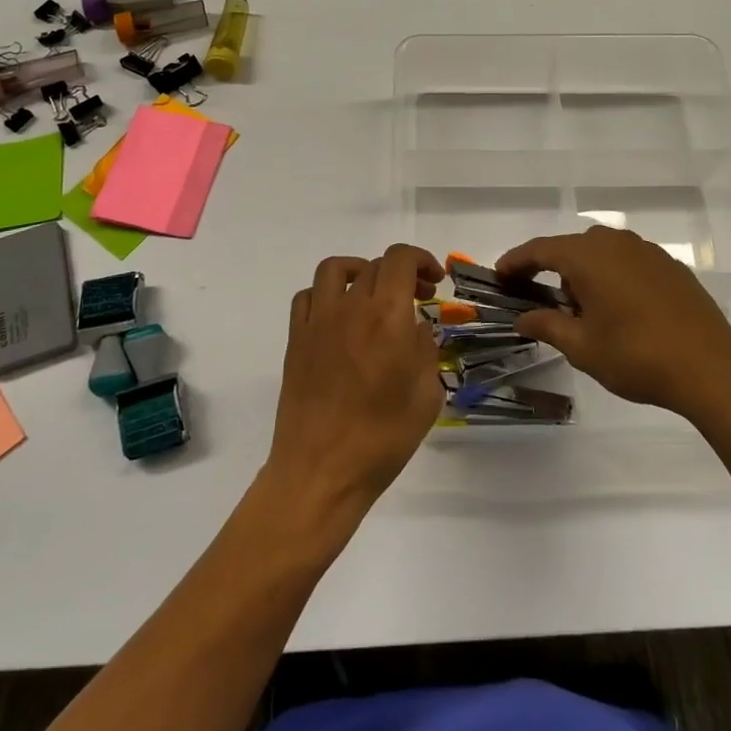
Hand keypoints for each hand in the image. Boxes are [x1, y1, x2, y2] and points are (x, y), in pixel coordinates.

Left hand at [265, 245, 444, 519]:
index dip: (421, 259)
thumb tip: (415, 329)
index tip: (434, 281)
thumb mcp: (426, 397)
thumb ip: (425, 351)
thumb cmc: (382, 439)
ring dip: (359, 272)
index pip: (400, 259)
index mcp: (388, 317)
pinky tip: (339, 317)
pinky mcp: (296, 339)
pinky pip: (307, 296)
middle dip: (401, 274)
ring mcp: (318, 321)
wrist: (321, 471)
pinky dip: (326, 294)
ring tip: (373, 294)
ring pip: (335, 269)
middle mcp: (350, 308)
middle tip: (416, 299)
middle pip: (374, 266)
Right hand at [498, 226, 730, 420]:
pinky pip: (628, 261)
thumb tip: (522, 318)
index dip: (516, 262)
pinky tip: (618, 308)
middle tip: (539, 299)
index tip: (499, 276)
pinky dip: (612, 276)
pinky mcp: (671, 266)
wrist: (711, 368)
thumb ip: (547, 326)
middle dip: (551, 269)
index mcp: (588, 256)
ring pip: (602, 252)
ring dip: (583, 272)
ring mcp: (647, 251)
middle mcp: (616, 243)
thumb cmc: (636, 356)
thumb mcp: (582, 347)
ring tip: (580, 308)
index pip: (540, 249)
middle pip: (571, 247)